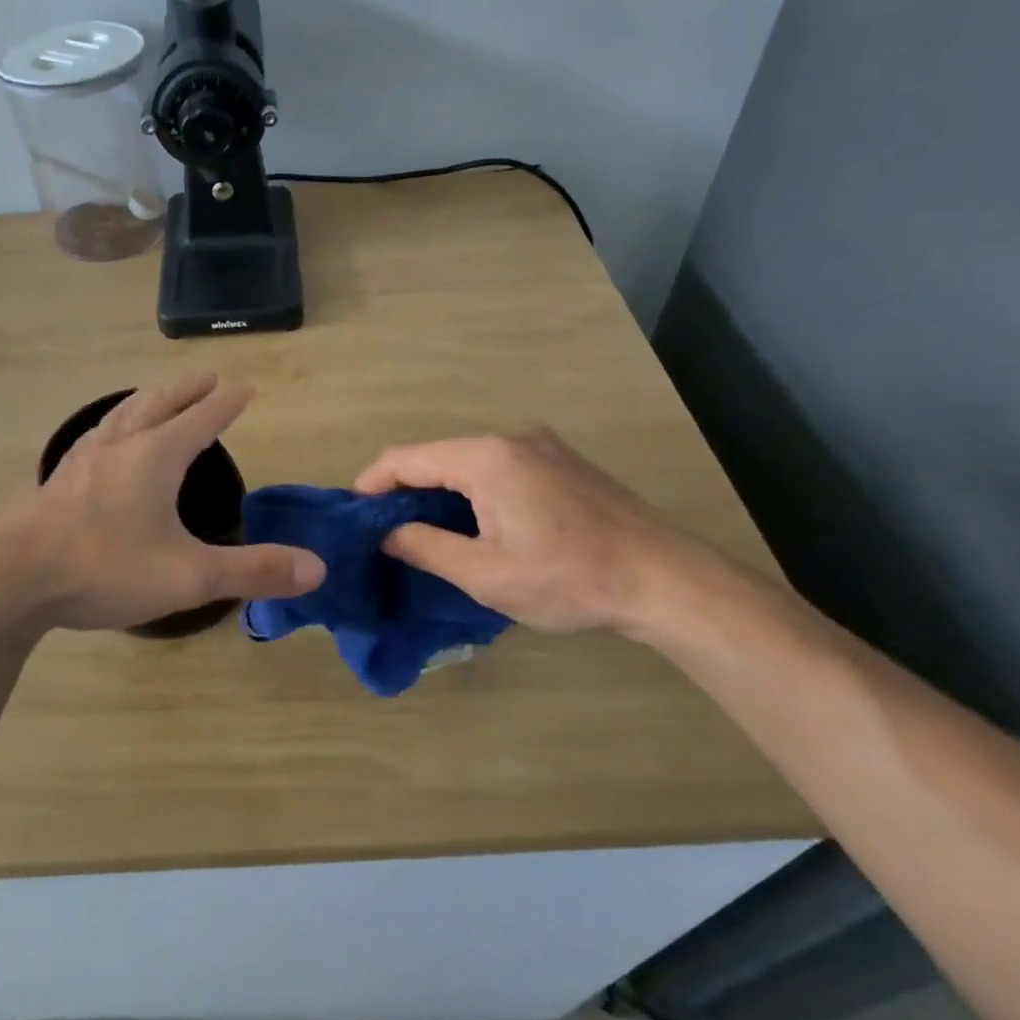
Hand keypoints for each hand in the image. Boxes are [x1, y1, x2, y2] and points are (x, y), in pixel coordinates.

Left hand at [0, 375, 324, 632]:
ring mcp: (84, 459)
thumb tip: (317, 568)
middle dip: (188, 389)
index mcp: (155, 455)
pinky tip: (108, 441)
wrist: (10, 580)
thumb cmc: (104, 569)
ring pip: (124, 413)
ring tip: (161, 396)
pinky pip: (98, 434)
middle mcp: (120, 444)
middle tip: (208, 377)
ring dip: (150, 399)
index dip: (227, 402)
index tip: (244, 386)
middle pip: (160, 402)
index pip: (202, 418)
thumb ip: (253, 570)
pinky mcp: (59, 479)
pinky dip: (118, 423)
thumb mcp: (189, 576)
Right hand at [354, 429, 689, 633]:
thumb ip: (426, 547)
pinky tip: (477, 525)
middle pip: (436, 456)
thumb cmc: (569, 579)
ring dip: (440, 492)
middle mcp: (510, 439)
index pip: (406, 457)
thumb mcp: (486, 575)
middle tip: (386, 532)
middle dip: (404, 490)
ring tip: (426, 533)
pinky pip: (499, 468)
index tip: (353, 516)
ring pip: (468, 462)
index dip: (371, 483)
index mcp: (486, 459)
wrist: (666, 580)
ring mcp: (542, 447)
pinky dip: (473, 491)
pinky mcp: (562, 463)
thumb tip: (386, 533)